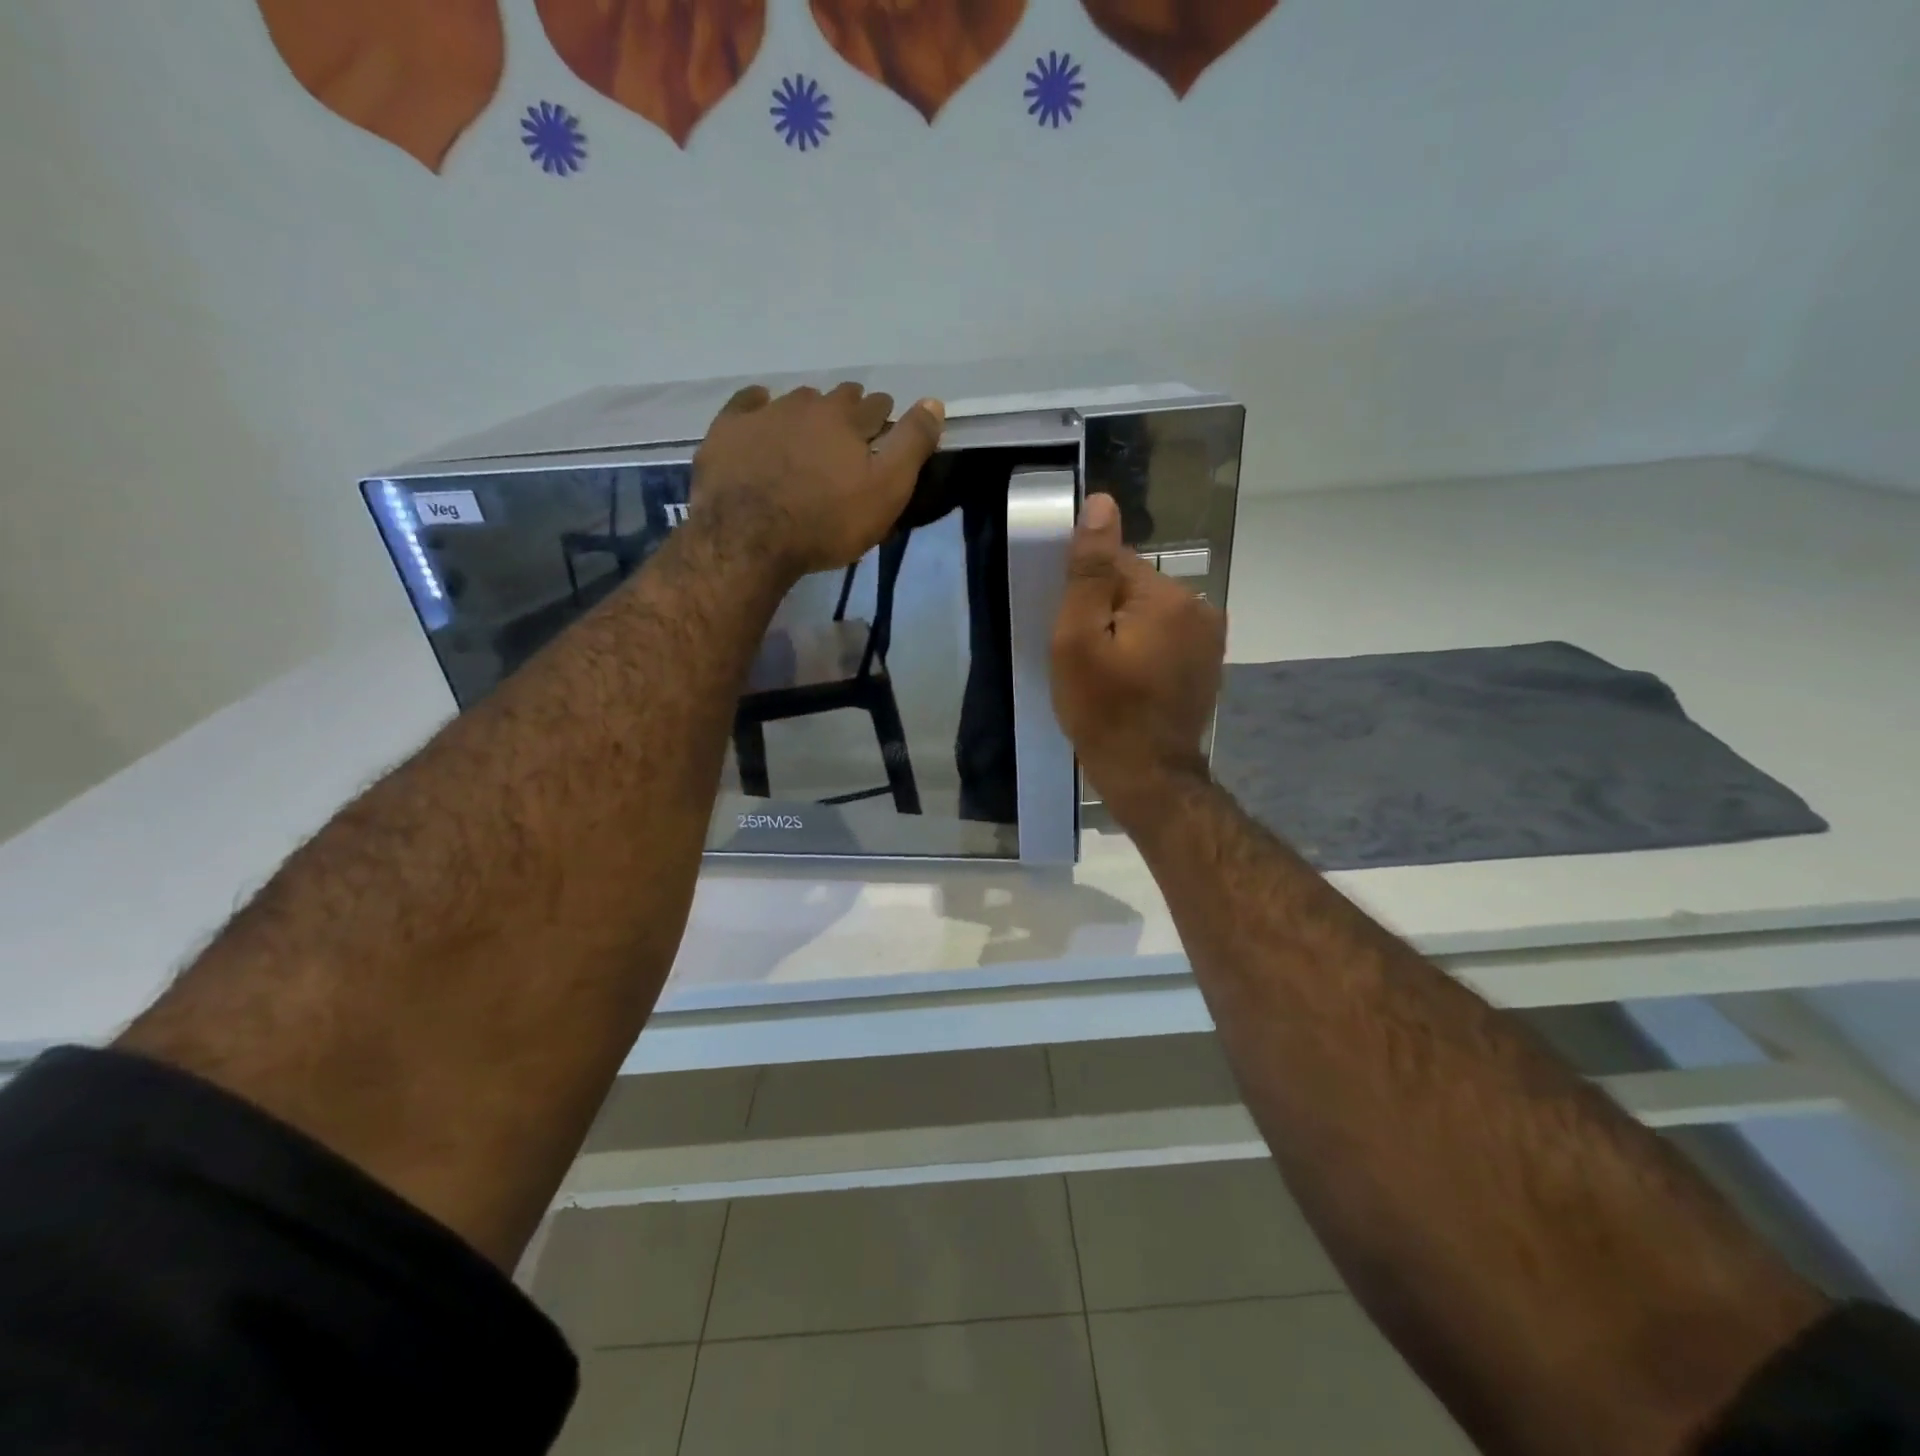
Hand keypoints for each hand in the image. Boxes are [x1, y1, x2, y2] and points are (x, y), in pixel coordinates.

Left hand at [691, 382, 945, 577]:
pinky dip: (759, 406)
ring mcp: (764, 415)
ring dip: (807, 412)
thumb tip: (934, 402)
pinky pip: (747, 405)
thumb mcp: (886, 491)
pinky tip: (761, 412)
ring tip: (809, 432)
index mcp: (847, 420)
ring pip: (794, 401)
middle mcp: (807, 406)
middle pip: (835, 399)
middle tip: (850, 432)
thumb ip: (912, 446)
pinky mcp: (728, 431)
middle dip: (848, 410)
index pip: (875, 406)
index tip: (885, 429)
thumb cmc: (827, 522)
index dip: (884, 416)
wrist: (749, 539)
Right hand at [1051, 494, 1226, 812]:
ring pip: (1148, 613)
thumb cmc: (1103, 710)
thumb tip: (1101, 503)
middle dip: (1105, 614)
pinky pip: (1165, 637)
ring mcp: (1209, 636)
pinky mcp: (1207, 661)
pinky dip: (1144, 650)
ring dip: (1125, 632)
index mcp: (1167, 596)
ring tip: (1108, 675)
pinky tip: (1131, 682)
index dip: (1084, 594)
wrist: (1147, 774)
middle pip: (1133, 587)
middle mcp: (1198, 606)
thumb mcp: (1078, 640)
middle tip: (1087, 660)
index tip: (1073, 633)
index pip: (1114, 563)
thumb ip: (1088, 572)